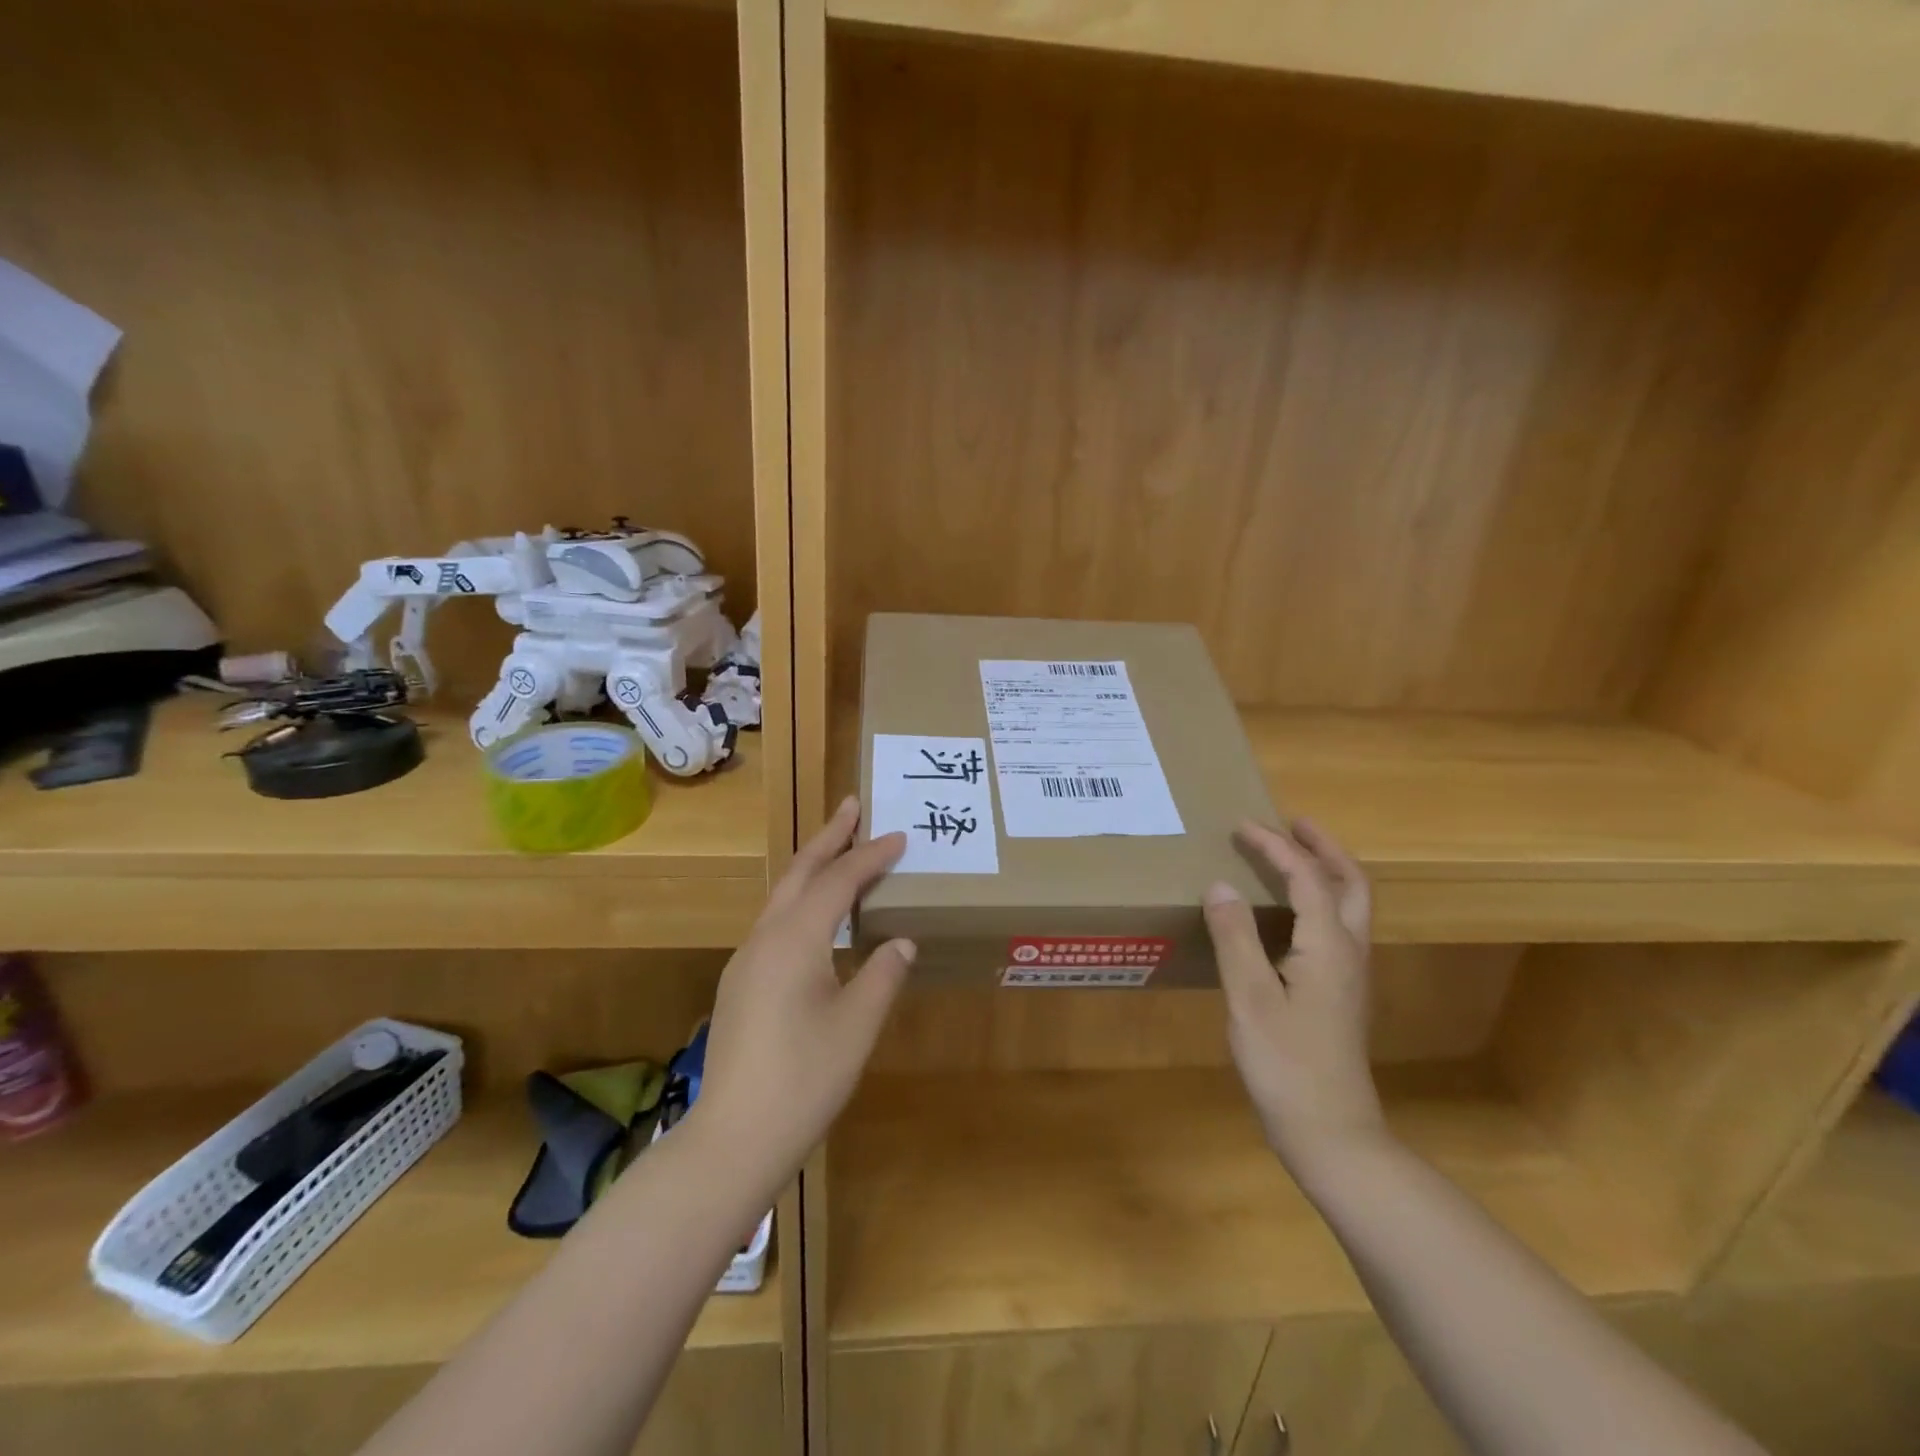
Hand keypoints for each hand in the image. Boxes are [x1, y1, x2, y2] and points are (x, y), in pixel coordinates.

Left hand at [696, 797, 913, 1182]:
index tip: (899, 836)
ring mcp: (746, 961)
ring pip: (783, 897)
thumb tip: (900, 940)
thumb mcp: (857, 1025)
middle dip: (829, 837)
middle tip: (853, 806)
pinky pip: (775, 924)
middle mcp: (765, 938)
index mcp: (795, 939)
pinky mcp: (740, 985)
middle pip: (800, 873)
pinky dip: (801, 902)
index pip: (839, 882)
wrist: (733, 1139)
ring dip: (812, 869)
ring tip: (839, 850)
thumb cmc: (805, 1079)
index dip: (871, 856)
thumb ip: (883, 973)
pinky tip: (815, 918)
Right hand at [1203, 819, 1386, 1174]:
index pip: (1307, 877)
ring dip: (1326, 871)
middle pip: (1351, 883)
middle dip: (1323, 847)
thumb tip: (1220, 885)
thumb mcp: (1249, 998)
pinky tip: (1291, 912)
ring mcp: (1351, 975)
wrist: (1332, 1133)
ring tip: (1292, 856)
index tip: (1242, 826)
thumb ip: (1234, 937)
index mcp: (1328, 946)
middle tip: (1292, 824)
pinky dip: (1320, 899)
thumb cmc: (1286, 1064)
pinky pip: (1338, 926)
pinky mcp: (1341, 994)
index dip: (1275, 846)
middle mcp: (1349, 952)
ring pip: (1351, 905)